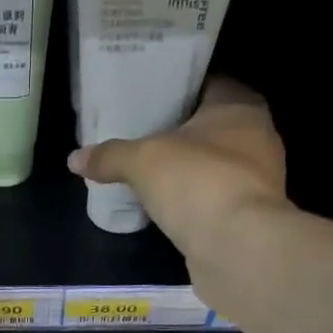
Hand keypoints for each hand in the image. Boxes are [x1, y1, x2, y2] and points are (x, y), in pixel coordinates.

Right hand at [67, 76, 287, 254]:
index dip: (179, 91)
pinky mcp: (251, 218)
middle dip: (181, 135)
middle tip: (143, 140)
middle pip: (212, 128)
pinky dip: (196, 204)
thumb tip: (74, 159)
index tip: (149, 101)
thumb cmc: (198, 182)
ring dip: (190, 173)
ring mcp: (259, 181)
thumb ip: (110, 156)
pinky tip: (170, 210)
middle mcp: (258, 137)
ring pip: (216, 166)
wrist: (237, 248)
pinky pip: (217, 201)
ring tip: (151, 177)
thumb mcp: (143, 161)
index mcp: (240, 106)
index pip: (209, 84)